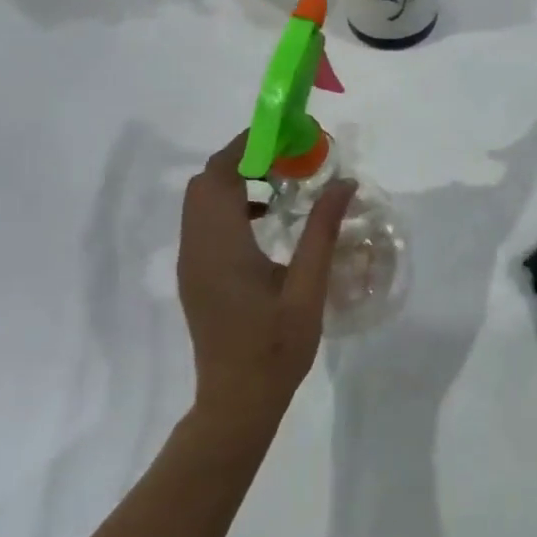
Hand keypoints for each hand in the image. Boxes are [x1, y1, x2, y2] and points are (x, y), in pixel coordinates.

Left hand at [176, 134, 354, 436]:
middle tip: (288, 157)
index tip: (286, 135)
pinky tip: (267, 218)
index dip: (248, 146)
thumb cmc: (276, 346)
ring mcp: (192, 262)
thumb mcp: (308, 287)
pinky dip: (230, 204)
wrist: (237, 401)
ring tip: (282, 181)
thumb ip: (323, 231)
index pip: (220, 175)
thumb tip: (344, 183)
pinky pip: (204, 221)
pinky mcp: (196, 274)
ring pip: (201, 201)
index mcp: (221, 247)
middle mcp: (197, 247)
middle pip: (205, 182)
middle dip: (242, 158)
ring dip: (235, 180)